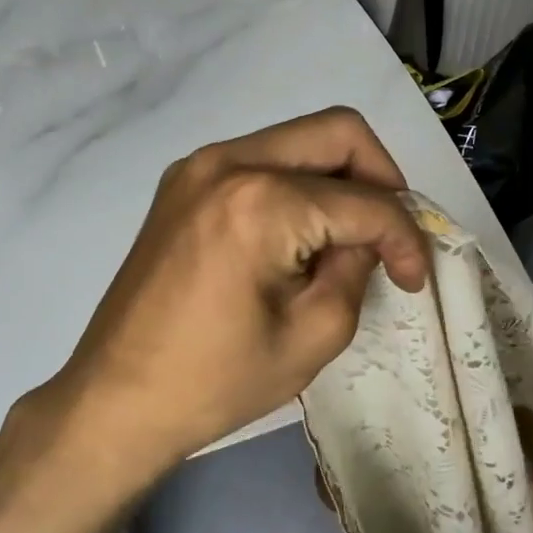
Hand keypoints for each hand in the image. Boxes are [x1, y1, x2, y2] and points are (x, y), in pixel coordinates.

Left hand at [29, 107, 429, 482]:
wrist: (116, 400)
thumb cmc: (217, 382)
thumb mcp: (315, 334)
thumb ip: (357, 269)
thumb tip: (368, 238)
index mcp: (261, 202)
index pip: (365, 200)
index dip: (405, 238)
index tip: (415, 280)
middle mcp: (228, 162)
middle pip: (338, 133)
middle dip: (383, 179)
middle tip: (391, 236)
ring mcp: (199, 166)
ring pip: (301, 140)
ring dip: (341, 181)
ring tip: (350, 241)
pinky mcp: (185, 183)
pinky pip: (264, 160)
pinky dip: (301, 187)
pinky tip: (303, 237)